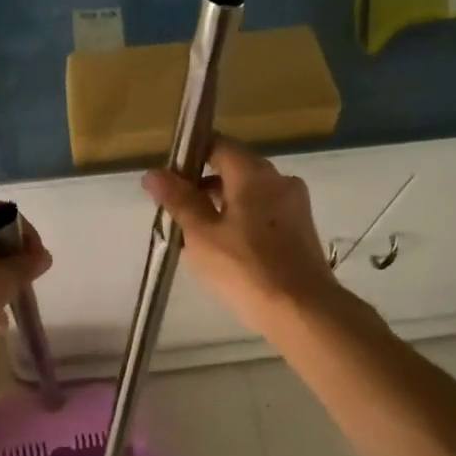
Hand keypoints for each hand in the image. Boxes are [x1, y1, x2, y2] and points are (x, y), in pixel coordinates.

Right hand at [142, 138, 342, 334]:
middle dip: (204, 185)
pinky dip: (244, 219)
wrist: (302, 310)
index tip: (170, 181)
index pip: (218, 145)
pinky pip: (266, 212)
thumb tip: (153, 174)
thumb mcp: (201, 235)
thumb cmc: (245, 268)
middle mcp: (279, 179)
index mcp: (253, 173)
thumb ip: (178, 200)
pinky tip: (228, 249)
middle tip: (178, 213)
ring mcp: (295, 204)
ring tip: (199, 235)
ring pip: (250, 192)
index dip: (190, 157)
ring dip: (223, 204)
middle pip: (235, 168)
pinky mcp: (302, 228)